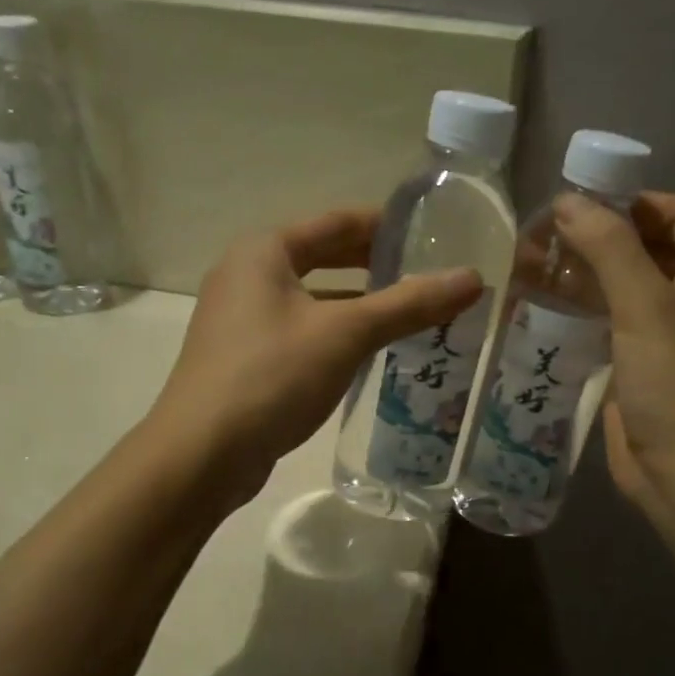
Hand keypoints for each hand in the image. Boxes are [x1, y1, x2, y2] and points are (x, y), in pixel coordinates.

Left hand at [150, 207, 482, 501]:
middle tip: (428, 275)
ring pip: (313, 300)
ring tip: (411, 314)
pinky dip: (337, 335)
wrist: (201, 454)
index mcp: (264, 251)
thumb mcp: (345, 334)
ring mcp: (241, 320)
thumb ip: (408, 304)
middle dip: (375, 266)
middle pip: (323, 258)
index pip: (337, 222)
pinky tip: (370, 354)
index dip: (386, 225)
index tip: (433, 234)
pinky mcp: (245, 359)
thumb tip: (473, 278)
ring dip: (359, 305)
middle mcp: (247, 275)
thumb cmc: (271, 376)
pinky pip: (302, 332)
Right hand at [552, 192, 674, 533]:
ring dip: (580, 273)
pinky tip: (537, 306)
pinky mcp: (634, 363)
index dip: (636, 201)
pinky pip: (604, 321)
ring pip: (620, 285)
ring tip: (529, 266)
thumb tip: (566, 202)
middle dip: (597, 236)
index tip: (582, 204)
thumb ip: (609, 249)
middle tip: (542, 235)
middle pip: (645, 247)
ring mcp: (662, 333)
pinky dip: (575, 309)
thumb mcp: (647, 307)